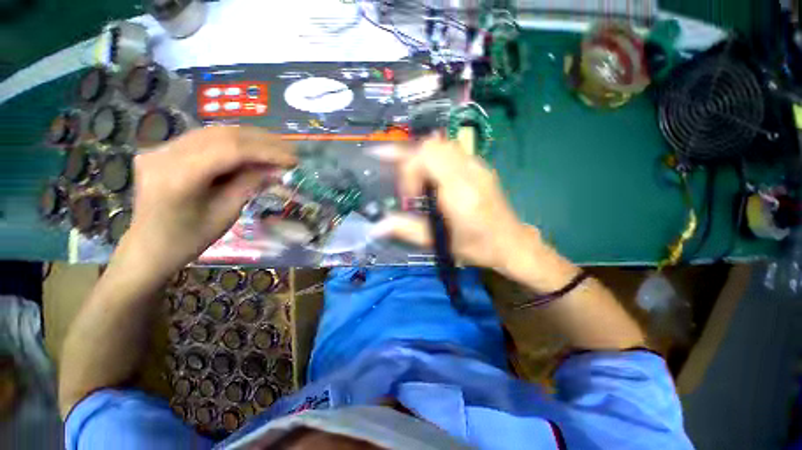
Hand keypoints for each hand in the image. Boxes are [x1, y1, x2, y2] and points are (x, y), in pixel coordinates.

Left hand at [124, 126, 296, 274]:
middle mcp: (165, 154)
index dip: (266, 152)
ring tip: (276, 147)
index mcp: (179, 177)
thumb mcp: (227, 213)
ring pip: (214, 132)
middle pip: (222, 135)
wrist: (149, 247)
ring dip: (250, 138)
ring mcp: (160, 148)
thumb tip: (277, 168)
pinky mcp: (163, 149)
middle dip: (262, 141)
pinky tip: (252, 148)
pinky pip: (204, 138)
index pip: (230, 151)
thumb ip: (249, 184)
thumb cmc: (190, 239)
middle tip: (289, 150)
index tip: (293, 159)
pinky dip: (233, 142)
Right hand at [378, 137, 537, 272]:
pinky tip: (432, 177)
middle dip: (412, 161)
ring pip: (442, 145)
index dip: (409, 169)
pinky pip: (452, 151)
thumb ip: (406, 230)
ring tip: (417, 182)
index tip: (409, 196)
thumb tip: (376, 228)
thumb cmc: (476, 247)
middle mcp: (470, 171)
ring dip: (423, 159)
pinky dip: (435, 158)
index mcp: (460, 191)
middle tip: (409, 188)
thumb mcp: (439, 243)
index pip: (427, 156)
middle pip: (432, 145)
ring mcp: (478, 166)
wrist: (511, 243)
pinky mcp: (480, 167)